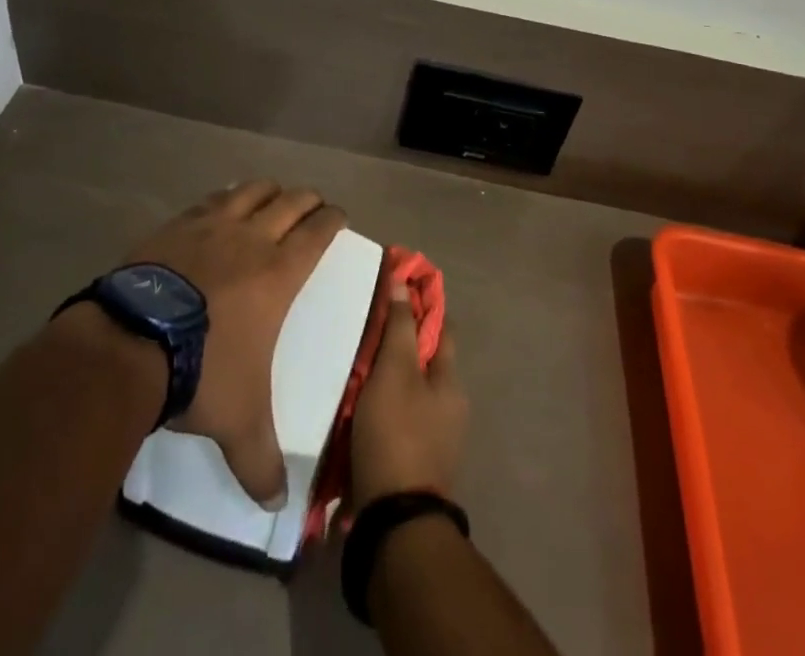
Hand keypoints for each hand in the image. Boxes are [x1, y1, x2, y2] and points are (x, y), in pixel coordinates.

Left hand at [125, 181, 344, 506]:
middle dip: (308, 200)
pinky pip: (211, 200)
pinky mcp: (177, 225)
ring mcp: (212, 226)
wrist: (132, 343)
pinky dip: (225, 199)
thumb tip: (277, 505)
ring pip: (252, 190)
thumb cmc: (201, 372)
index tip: (340, 217)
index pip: (319, 231)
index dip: (334, 219)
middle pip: (291, 202)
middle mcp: (252, 238)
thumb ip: (261, 461)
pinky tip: (221, 206)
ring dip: (269, 191)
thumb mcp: (238, 423)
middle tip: (314, 207)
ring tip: (272, 197)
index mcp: (279, 272)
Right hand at [351, 290, 467, 506]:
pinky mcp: (414, 463)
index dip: (421, 303)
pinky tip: (357, 404)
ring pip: (409, 390)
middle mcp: (450, 407)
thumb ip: (399, 326)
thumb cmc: (396, 434)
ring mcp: (434, 438)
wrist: (394, 523)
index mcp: (451, 381)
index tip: (395, 284)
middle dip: (399, 341)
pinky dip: (382, 405)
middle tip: (366, 326)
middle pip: (424, 359)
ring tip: (354, 363)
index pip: (441, 326)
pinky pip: (399, 418)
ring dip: (387, 376)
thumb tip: (403, 281)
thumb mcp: (394, 371)